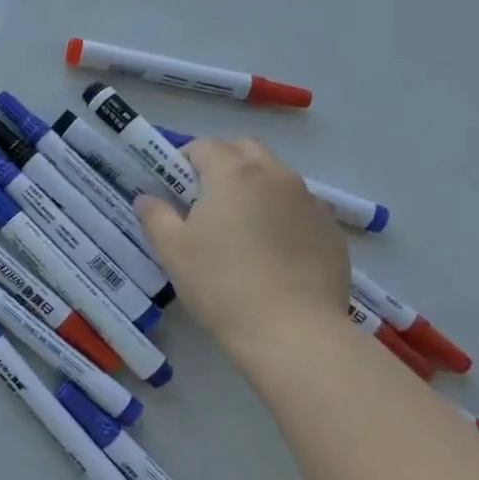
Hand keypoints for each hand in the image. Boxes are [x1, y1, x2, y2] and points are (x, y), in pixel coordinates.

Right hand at [136, 137, 347, 364]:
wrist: (293, 332)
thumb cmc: (221, 284)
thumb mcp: (172, 250)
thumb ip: (155, 216)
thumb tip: (147, 198)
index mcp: (233, 173)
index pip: (204, 146)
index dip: (183, 162)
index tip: (175, 191)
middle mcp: (275, 176)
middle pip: (245, 150)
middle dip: (222, 164)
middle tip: (205, 201)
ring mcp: (309, 201)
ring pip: (275, 177)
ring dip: (254, 188)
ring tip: (241, 230)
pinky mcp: (331, 230)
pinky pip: (299, 208)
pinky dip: (282, 215)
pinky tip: (273, 253)